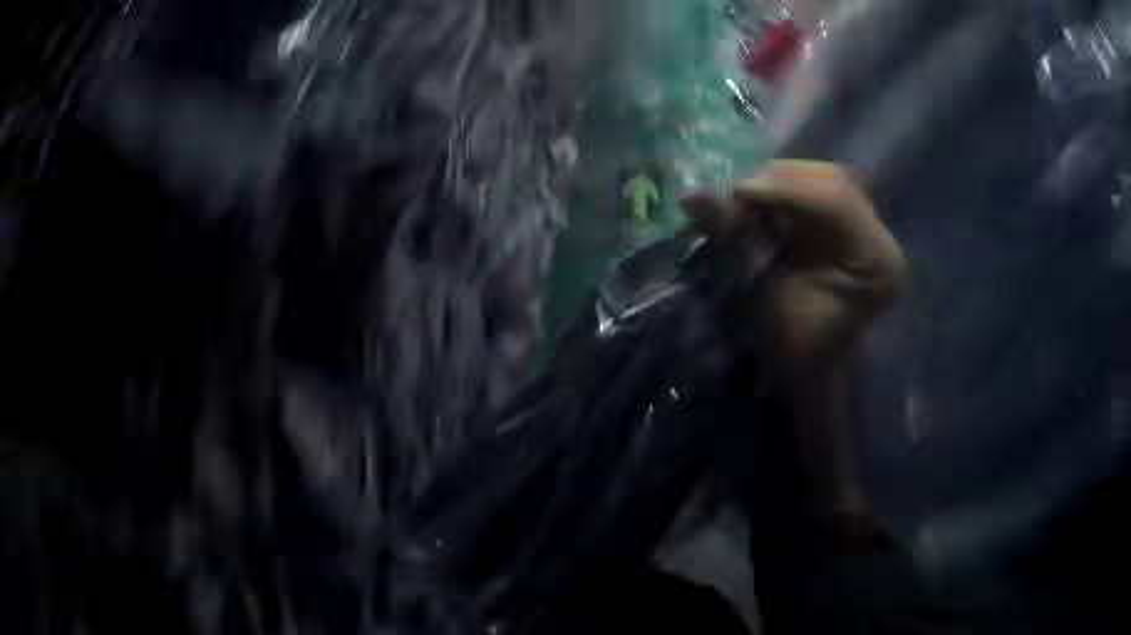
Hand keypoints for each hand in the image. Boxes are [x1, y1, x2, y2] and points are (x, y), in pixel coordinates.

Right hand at [684, 160, 905, 384]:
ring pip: (824, 180)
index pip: (834, 200)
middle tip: (736, 194)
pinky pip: (820, 192)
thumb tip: (693, 196)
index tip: (735, 191)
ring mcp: (871, 230)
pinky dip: (787, 192)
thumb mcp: (765, 301)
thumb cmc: (795, 354)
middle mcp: (881, 236)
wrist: (814, 376)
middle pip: (832, 181)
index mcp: (875, 262)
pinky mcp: (855, 228)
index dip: (783, 187)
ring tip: (745, 198)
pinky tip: (763, 202)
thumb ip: (738, 243)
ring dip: (780, 182)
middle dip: (779, 180)